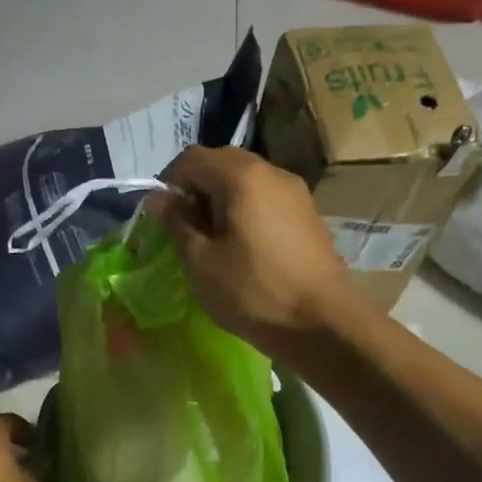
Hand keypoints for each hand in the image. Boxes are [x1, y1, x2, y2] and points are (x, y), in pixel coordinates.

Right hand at [146, 145, 352, 359]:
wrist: (322, 323)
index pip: (192, 158)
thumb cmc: (251, 291)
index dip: (169, 182)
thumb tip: (159, 198)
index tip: (162, 217)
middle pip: (222, 162)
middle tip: (186, 228)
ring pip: (246, 180)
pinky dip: (246, 210)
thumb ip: (176, 222)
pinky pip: (267, 198)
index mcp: (241, 176)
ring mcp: (296, 192)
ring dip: (222, 199)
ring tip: (214, 240)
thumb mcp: (199, 261)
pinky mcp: (308, 214)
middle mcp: (271, 172)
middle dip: (197, 188)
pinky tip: (244, 247)